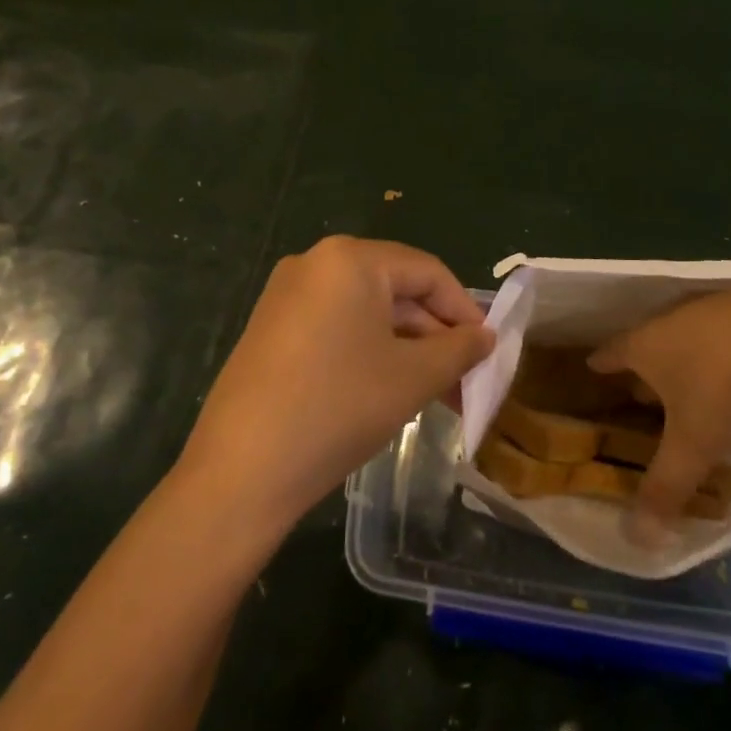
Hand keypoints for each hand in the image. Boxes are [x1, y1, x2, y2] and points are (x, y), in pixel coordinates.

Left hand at [181, 236, 492, 529]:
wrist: (242, 471)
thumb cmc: (339, 407)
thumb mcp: (412, 377)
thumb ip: (459, 349)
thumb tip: (485, 337)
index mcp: (350, 259)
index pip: (427, 271)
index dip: (464, 309)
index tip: (488, 350)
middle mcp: (315, 263)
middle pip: (396, 290)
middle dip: (435, 336)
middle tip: (465, 381)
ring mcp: (287, 295)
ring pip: (367, 312)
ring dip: (407, 349)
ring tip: (436, 394)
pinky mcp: (271, 328)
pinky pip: (337, 327)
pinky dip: (371, 352)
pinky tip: (390, 390)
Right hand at [588, 282, 730, 525]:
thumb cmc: (726, 389)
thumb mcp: (694, 447)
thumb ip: (666, 489)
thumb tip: (637, 538)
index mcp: (647, 346)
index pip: (612, 353)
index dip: (602, 364)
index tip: (593, 367)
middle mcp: (675, 321)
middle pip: (655, 348)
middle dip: (652, 376)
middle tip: (648, 399)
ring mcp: (718, 312)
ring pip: (701, 352)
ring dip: (703, 385)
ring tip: (714, 424)